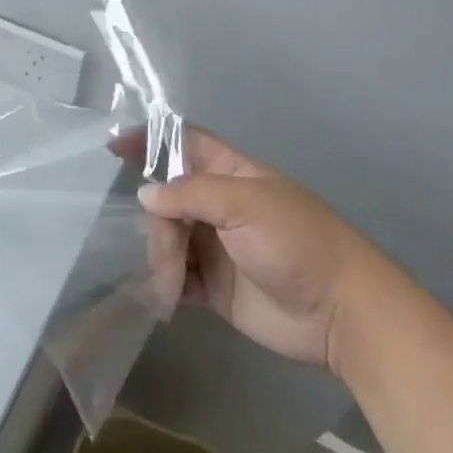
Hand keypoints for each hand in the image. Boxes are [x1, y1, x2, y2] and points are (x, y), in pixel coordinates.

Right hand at [138, 127, 369, 373]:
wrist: (340, 313)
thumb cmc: (296, 241)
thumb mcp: (245, 204)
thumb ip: (191, 194)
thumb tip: (145, 194)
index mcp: (230, 173)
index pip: (183, 143)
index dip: (150, 139)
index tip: (113, 147)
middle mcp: (218, 206)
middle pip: (167, 198)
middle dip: (156, 219)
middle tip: (165, 247)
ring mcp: (215, 246)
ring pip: (167, 238)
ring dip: (160, 256)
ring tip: (171, 282)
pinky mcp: (214, 287)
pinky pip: (176, 278)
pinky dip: (165, 284)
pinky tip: (164, 294)